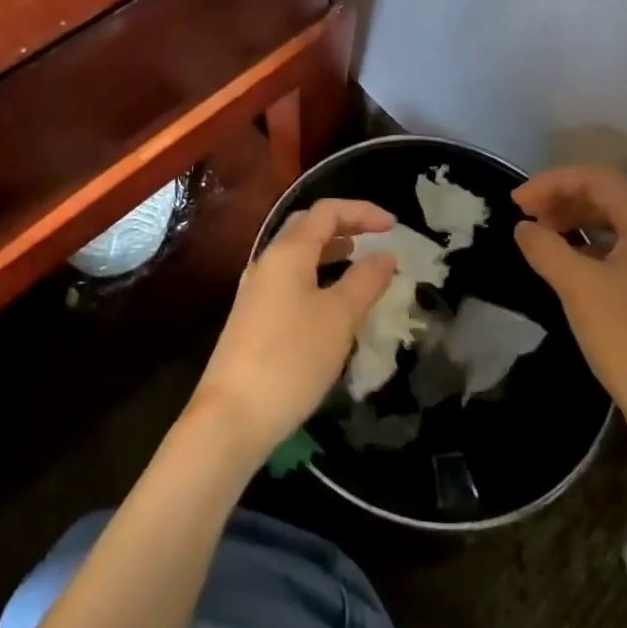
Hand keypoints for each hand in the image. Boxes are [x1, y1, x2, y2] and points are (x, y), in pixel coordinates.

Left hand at [190, 199, 398, 465]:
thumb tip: (386, 255)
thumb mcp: (338, 318)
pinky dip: (317, 276)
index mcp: (287, 252)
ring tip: (360, 262)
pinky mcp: (253, 316)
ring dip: (330, 251)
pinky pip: (291, 280)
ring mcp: (257, 289)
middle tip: (377, 237)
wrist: (232, 416)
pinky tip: (333, 300)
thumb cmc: (291, 359)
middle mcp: (267, 261)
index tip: (394, 226)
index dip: (362, 211)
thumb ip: (365, 281)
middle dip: (345, 225)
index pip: (326, 212)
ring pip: (298, 255)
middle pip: (308, 227)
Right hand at [513, 166, 626, 467]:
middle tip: (525, 217)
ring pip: (612, 222)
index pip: (596, 177)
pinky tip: (566, 265)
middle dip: (561, 198)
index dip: (551, 181)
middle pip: (606, 195)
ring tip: (540, 238)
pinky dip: (588, 247)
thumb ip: (546, 247)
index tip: (516, 203)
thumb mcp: (579, 288)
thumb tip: (525, 228)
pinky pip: (619, 249)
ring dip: (573, 221)